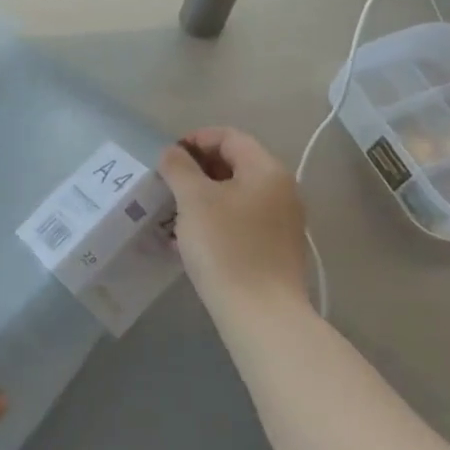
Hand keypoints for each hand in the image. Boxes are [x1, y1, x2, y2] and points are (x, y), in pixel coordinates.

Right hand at [158, 127, 310, 312]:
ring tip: (173, 212)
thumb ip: (178, 167)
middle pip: (234, 163)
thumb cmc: (225, 246)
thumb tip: (173, 153)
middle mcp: (282, 190)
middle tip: (167, 185)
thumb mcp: (193, 199)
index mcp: (267, 170)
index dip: (195, 140)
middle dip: (197, 170)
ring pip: (235, 194)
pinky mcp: (275, 248)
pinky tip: (191, 239)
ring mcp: (282, 221)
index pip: (229, 137)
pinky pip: (241, 219)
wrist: (260, 313)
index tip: (167, 159)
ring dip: (202, 196)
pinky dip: (215, 219)